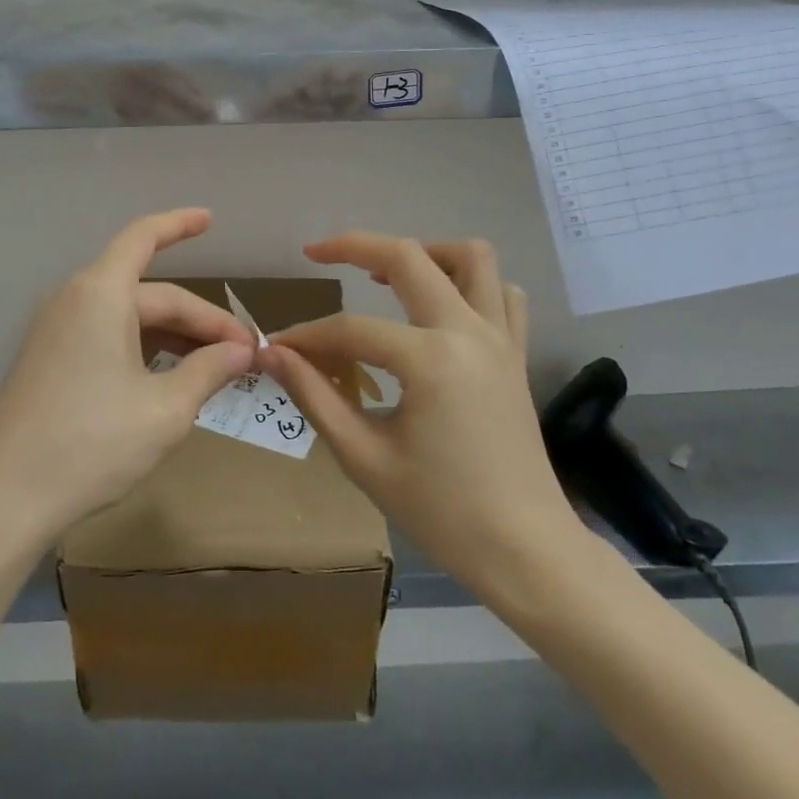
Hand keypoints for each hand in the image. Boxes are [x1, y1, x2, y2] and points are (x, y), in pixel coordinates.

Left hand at [0, 208, 254, 546]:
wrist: (5, 500)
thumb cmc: (91, 444)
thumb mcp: (165, 410)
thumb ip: (209, 370)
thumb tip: (242, 351)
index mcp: (101, 294)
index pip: (143, 238)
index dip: (179, 224)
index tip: (210, 219)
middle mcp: (75, 300)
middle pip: (151, 294)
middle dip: (200, 319)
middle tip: (243, 354)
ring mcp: (56, 331)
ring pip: (130, 317)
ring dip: (175, 335)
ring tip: (216, 366)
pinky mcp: (48, 360)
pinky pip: (107, 336)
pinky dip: (144, 348)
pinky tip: (170, 376)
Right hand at [263, 232, 589, 601]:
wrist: (526, 552)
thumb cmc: (442, 512)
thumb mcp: (364, 457)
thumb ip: (315, 396)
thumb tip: (273, 353)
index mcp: (430, 359)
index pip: (350, 329)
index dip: (307, 336)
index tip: (276, 348)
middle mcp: (468, 331)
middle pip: (409, 257)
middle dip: (355, 246)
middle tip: (318, 253)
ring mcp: (500, 338)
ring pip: (471, 258)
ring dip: (425, 253)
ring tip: (387, 274)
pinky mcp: (516, 354)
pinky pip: (502, 294)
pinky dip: (471, 284)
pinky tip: (440, 306)